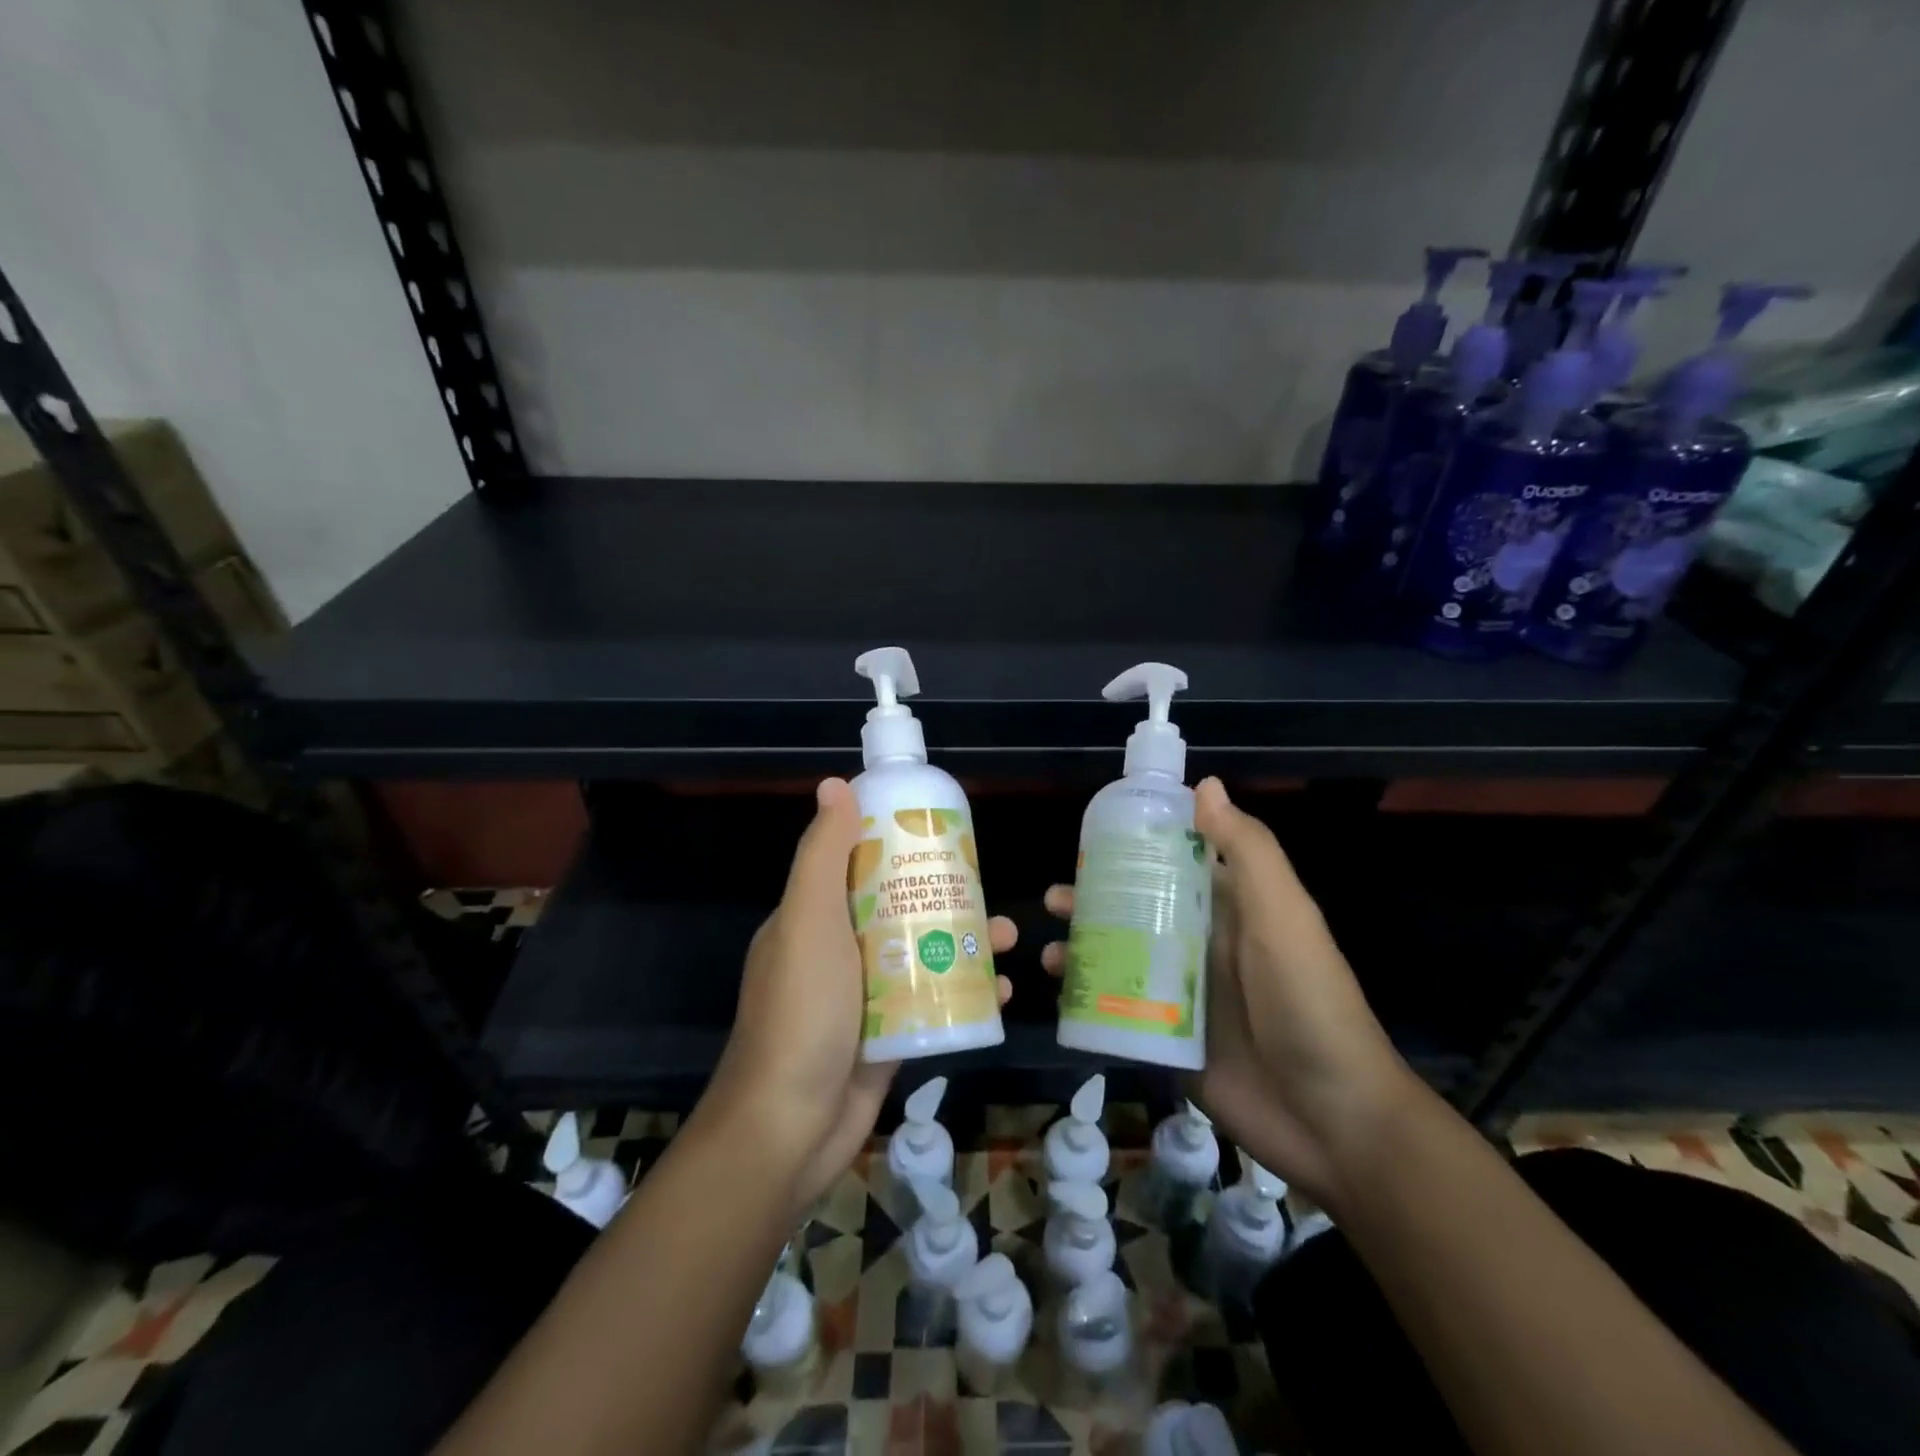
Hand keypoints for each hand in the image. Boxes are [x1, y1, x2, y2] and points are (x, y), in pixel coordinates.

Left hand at [708, 778, 1014, 1215]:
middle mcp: (837, 948)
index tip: (940, 828)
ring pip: (919, 951)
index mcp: (812, 916)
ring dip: (962, 940)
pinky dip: (964, 990)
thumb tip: (835, 784)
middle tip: (989, 887)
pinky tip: (1002, 990)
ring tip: (1005, 938)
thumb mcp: (808, 921)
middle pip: (896, 905)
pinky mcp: (888, 1033)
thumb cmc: (801, 1012)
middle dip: (943, 893)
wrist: (789, 1127)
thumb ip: (822, 856)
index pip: (856, 862)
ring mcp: (864, 993)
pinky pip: (930, 998)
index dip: (895, 840)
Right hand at [1042, 777, 1414, 1209]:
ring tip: (1050, 952)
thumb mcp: (1283, 917)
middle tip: (1055, 899)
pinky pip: (1119, 1010)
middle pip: (1138, 909)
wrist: (1333, 1120)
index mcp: (1229, 908)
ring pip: (1122, 957)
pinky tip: (1060, 996)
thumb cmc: (1307, 1002)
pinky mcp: (1167, 1039)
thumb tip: (1203, 784)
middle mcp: (1201, 944)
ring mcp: (1182, 994)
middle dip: (1095, 900)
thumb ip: (1247, 851)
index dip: (1135, 845)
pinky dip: (1088, 1000)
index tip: (1090, 835)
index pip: (1176, 862)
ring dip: (1085, 949)